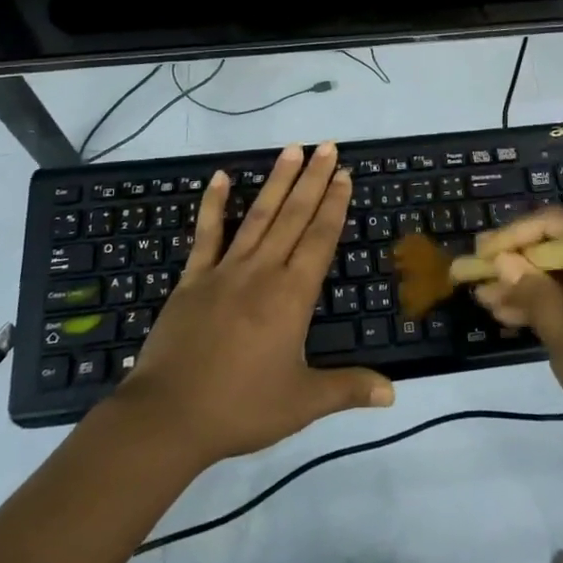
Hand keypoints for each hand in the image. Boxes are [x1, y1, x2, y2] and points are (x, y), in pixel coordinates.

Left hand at [119, 144, 393, 465]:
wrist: (168, 416)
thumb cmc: (240, 408)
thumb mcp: (302, 403)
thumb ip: (348, 389)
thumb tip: (394, 394)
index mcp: (291, 296)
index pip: (319, 239)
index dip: (334, 205)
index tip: (344, 174)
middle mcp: (262, 271)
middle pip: (293, 216)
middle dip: (313, 180)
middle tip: (327, 146)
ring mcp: (225, 270)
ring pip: (258, 216)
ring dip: (277, 181)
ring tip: (292, 149)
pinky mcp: (193, 278)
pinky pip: (207, 234)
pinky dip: (213, 205)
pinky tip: (219, 177)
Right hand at [472, 210, 562, 479]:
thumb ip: (537, 297)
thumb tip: (504, 260)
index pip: (557, 225)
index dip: (513, 235)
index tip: (480, 255)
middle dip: (519, 264)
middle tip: (478, 284)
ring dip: (534, 288)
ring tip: (491, 307)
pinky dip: (560, 307)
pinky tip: (527, 323)